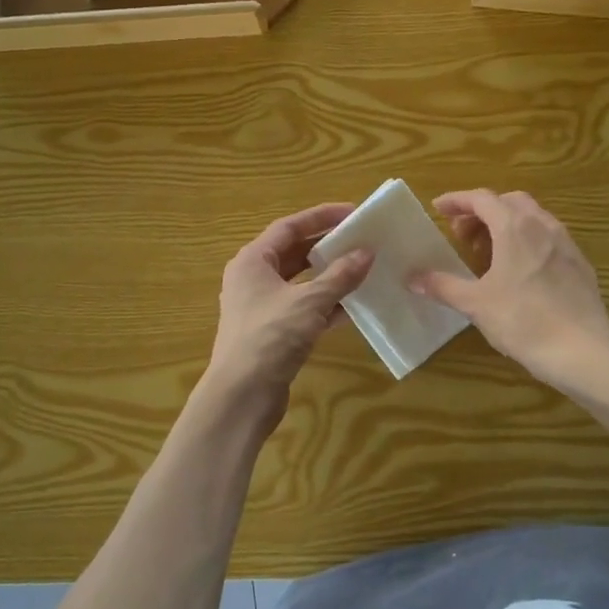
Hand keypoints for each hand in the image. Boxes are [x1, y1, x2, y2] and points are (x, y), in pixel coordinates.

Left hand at [205, 203, 373, 413]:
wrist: (241, 396)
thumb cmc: (269, 338)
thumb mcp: (309, 302)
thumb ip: (339, 276)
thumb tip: (367, 253)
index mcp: (253, 261)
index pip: (289, 227)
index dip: (321, 217)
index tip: (353, 213)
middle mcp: (253, 279)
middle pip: (294, 252)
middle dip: (327, 245)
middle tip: (361, 239)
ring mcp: (262, 307)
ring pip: (300, 282)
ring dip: (329, 276)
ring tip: (362, 268)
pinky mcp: (272, 332)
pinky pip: (303, 308)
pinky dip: (325, 305)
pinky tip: (352, 307)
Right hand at [410, 189, 608, 388]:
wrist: (582, 350)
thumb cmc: (523, 321)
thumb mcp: (476, 304)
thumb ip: (442, 286)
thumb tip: (411, 278)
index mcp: (514, 227)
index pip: (481, 198)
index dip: (457, 200)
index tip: (438, 209)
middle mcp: (543, 225)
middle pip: (508, 202)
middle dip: (482, 212)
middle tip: (462, 236)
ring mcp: (566, 243)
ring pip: (532, 218)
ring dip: (506, 226)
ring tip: (488, 255)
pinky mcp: (580, 264)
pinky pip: (548, 238)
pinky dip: (527, 242)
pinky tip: (520, 272)